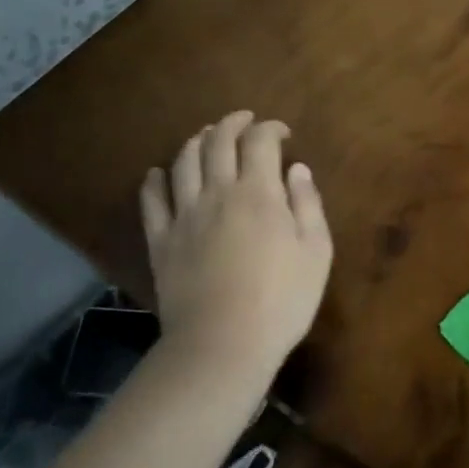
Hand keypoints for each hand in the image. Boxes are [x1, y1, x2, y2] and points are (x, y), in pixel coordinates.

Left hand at [139, 111, 332, 383]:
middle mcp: (218, 192)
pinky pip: (151, 200)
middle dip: (232, 123)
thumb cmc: (282, 300)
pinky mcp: (161, 241)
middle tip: (245, 121)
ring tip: (207, 137)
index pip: (259, 141)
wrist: (223, 346)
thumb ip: (308, 204)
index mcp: (259, 192)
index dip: (270, 128)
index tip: (282, 133)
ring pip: (183, 162)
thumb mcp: (316, 252)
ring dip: (196, 141)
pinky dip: (154, 180)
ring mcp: (184, 216)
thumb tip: (296, 169)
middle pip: (218, 141)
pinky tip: (159, 174)